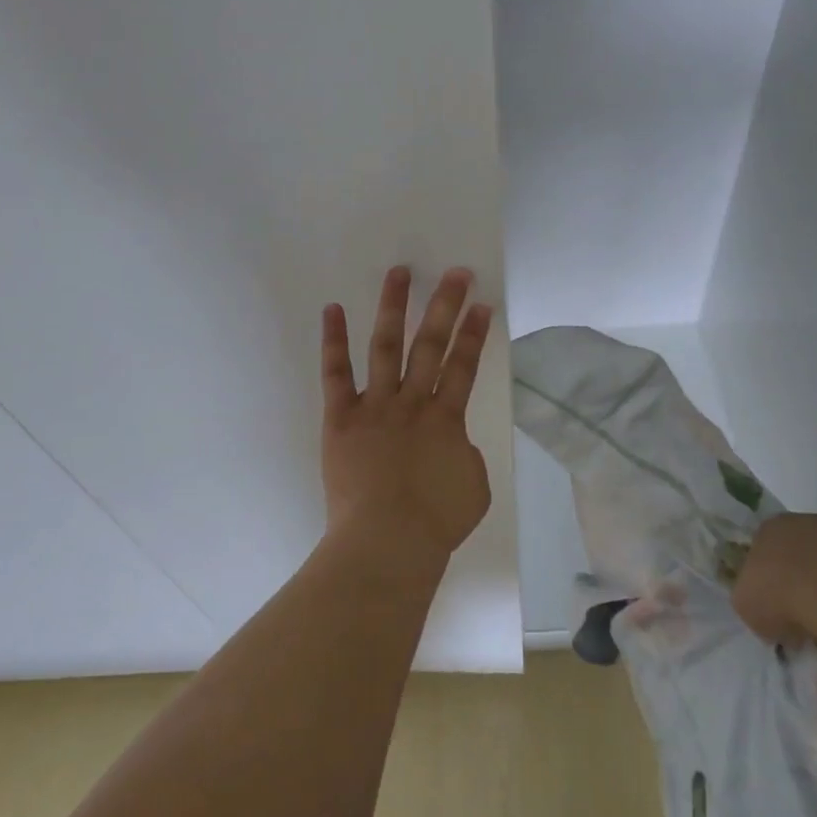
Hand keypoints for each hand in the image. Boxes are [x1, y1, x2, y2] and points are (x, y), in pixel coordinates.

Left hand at [320, 266, 494, 572]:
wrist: (386, 543)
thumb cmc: (434, 523)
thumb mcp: (473, 487)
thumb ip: (463, 453)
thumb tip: (451, 440)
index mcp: (446, 419)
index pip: (464, 366)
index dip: (474, 333)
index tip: (482, 303)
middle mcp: (412, 402)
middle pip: (431, 345)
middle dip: (445, 306)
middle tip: (456, 273)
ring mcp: (375, 406)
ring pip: (386, 346)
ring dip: (393, 307)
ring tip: (399, 273)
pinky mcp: (341, 417)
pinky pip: (336, 373)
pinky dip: (334, 340)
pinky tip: (334, 309)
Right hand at [733, 512, 816, 650]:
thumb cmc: (787, 598)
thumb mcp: (747, 606)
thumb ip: (754, 600)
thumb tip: (770, 613)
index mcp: (772, 527)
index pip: (765, 547)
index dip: (769, 578)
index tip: (775, 606)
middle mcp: (812, 521)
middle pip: (806, 551)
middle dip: (806, 578)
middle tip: (808, 616)